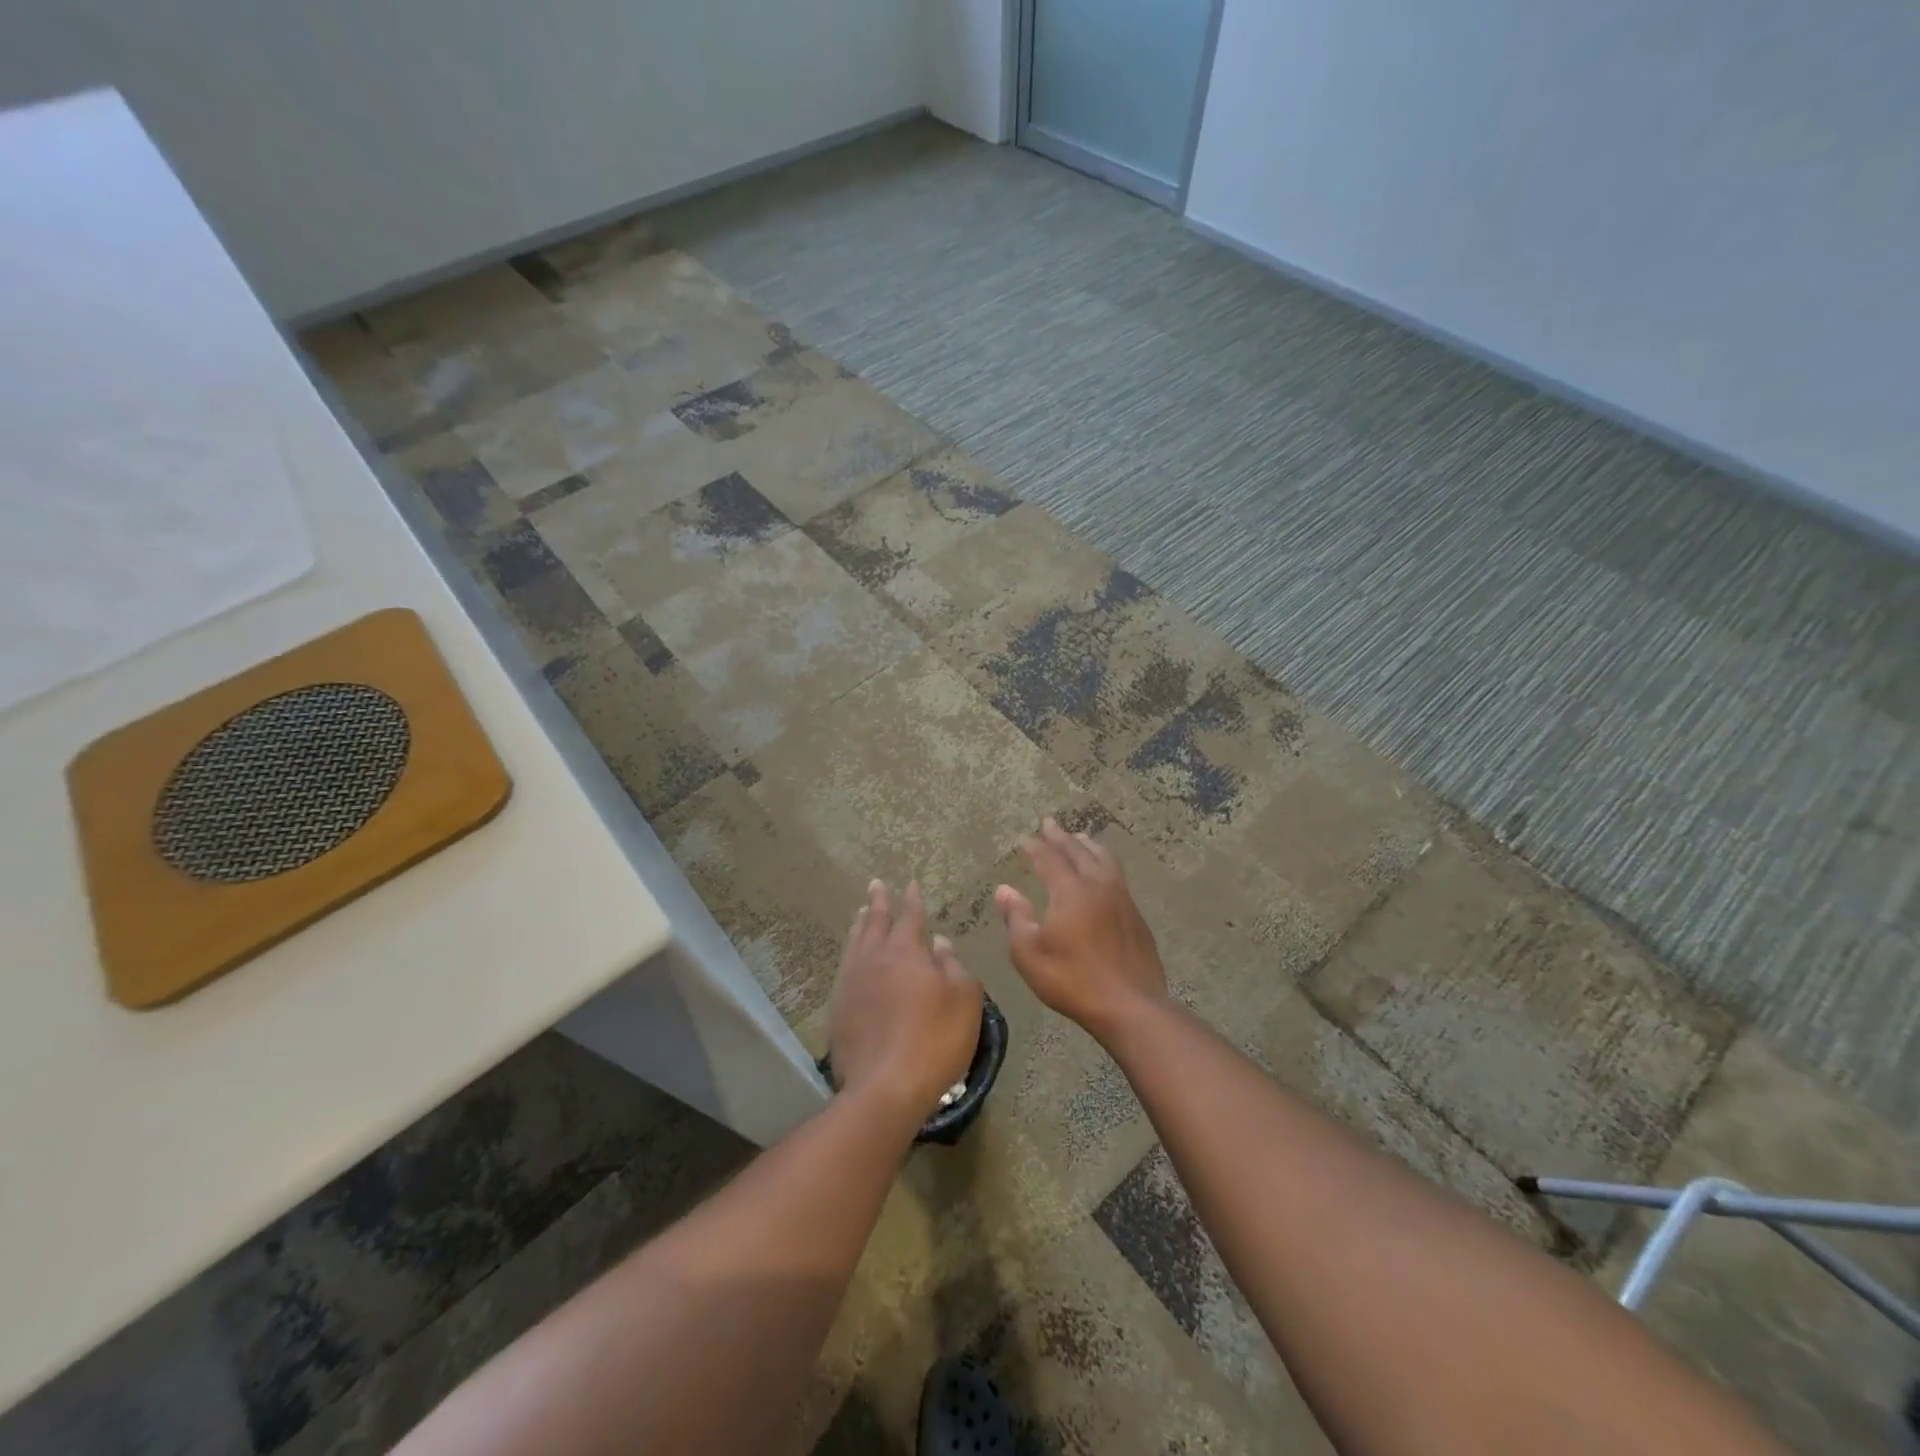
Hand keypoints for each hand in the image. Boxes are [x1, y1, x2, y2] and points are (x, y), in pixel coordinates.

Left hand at [829, 879, 984, 1125]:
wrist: (885, 1087)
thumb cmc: (934, 1040)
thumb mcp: (963, 1000)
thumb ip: (953, 966)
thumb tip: (939, 943)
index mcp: (905, 953)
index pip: (909, 917)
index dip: (911, 900)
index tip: (909, 883)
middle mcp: (874, 960)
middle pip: (874, 923)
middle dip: (878, 902)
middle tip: (876, 884)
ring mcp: (852, 984)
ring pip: (855, 943)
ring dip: (860, 924)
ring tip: (861, 913)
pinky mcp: (839, 1009)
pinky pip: (845, 968)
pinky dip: (851, 953)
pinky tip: (853, 958)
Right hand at [996, 818, 1167, 1039]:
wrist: (1131, 1006)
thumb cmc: (1073, 980)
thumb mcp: (1029, 954)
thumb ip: (1016, 917)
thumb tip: (1004, 889)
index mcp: (1070, 891)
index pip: (1049, 858)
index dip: (1035, 847)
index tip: (1024, 838)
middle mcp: (1098, 885)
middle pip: (1078, 851)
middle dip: (1061, 837)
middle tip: (1050, 824)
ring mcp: (1122, 898)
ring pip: (1104, 858)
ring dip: (1087, 845)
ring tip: (1079, 838)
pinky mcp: (1135, 914)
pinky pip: (1117, 875)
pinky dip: (1104, 862)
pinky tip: (1103, 871)